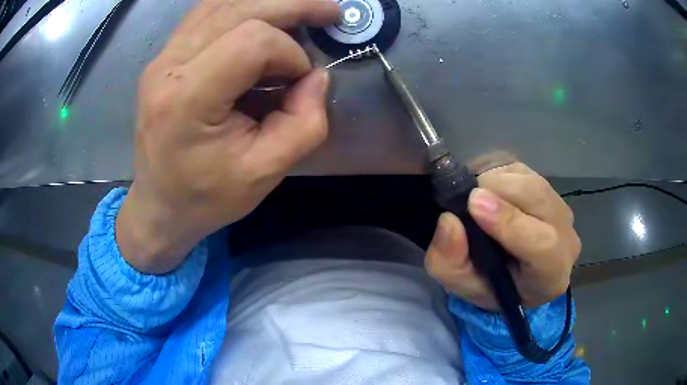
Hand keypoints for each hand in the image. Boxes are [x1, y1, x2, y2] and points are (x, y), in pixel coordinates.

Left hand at [116, 0, 339, 273]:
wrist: (159, 206)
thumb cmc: (206, 197)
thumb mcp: (264, 174)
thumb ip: (304, 124)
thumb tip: (318, 76)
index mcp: (186, 99)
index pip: (252, 42)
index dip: (290, 55)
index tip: (299, 83)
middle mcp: (167, 66)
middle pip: (239, 9)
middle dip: (292, 7)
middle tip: (329, 11)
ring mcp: (162, 58)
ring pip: (222, 4)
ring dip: (268, 4)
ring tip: (302, 11)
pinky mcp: (164, 58)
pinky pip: (206, 14)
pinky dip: (241, 8)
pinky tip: (264, 15)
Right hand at [425, 162, 580, 309]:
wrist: (515, 274)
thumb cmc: (491, 286)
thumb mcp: (462, 285)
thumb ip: (451, 262)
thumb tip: (449, 221)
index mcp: (551, 274)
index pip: (543, 244)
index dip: (509, 222)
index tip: (473, 205)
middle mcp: (566, 238)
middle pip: (538, 198)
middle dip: (498, 190)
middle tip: (467, 199)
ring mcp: (561, 209)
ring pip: (530, 179)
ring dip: (496, 181)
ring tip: (477, 199)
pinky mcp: (549, 187)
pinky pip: (523, 170)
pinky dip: (498, 174)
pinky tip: (488, 192)